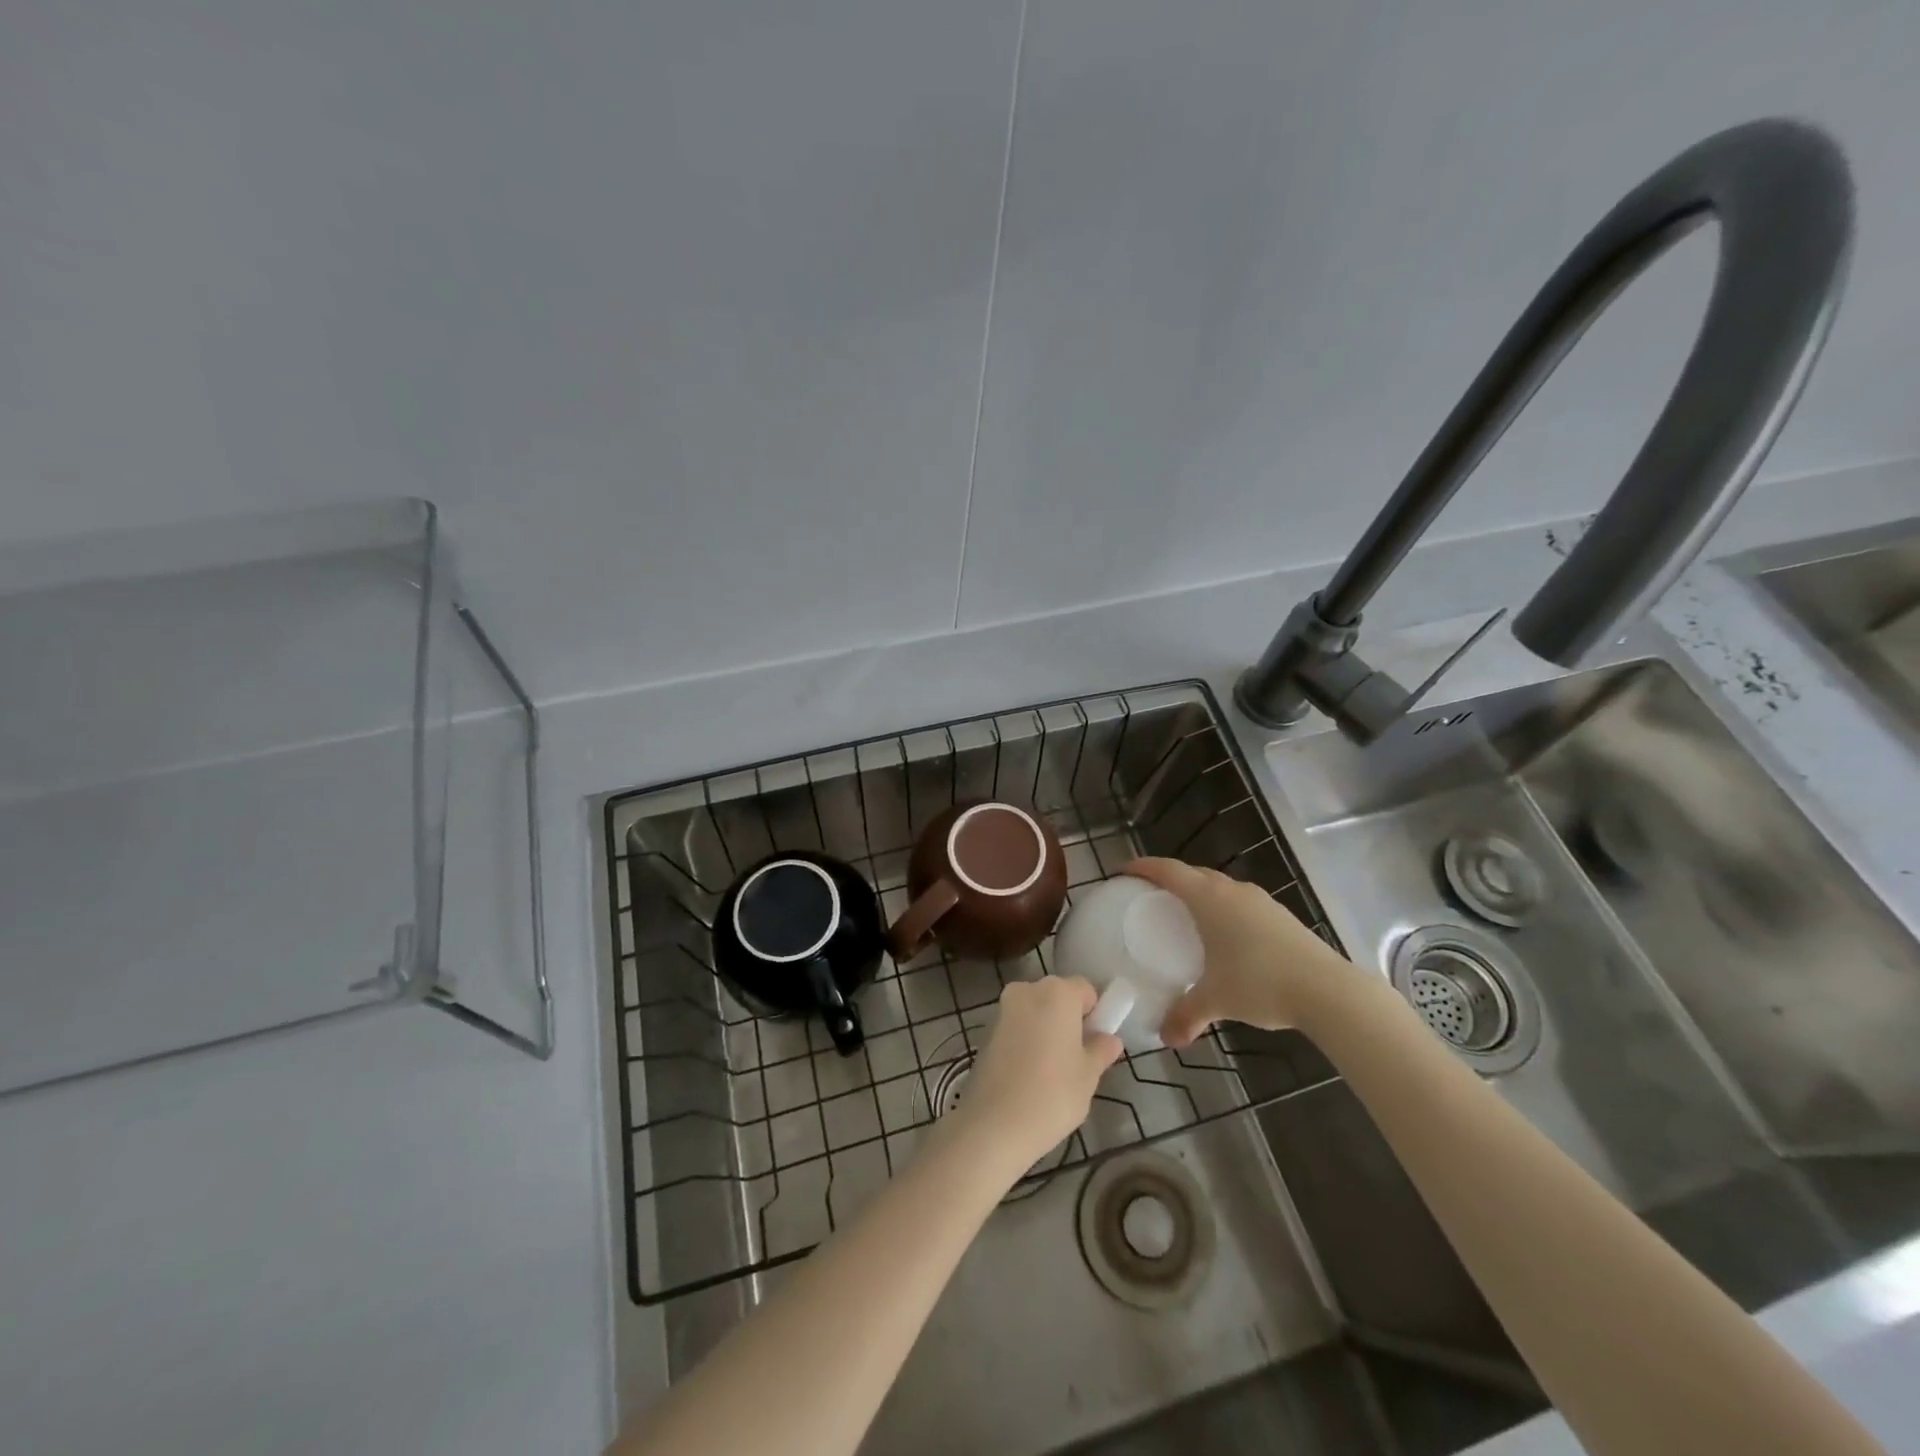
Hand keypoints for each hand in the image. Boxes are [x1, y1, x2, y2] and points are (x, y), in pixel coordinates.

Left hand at [953, 976, 1123, 1169]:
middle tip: (1077, 1058)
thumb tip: (1110, 1039)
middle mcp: (1027, 990)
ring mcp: (1003, 1008)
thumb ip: (1101, 1050)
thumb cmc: (1053, 1094)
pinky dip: (1026, 1039)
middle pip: (1058, 996)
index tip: (1096, 1043)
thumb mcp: (1088, 1075)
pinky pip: (1016, 1026)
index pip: (1085, 989)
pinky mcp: (986, 1029)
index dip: (1095, 1013)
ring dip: (1046, 1029)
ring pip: (1035, 1011)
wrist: (994, 1123)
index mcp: (1057, 992)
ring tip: (1052, 1071)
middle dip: (1069, 1019)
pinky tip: (1028, 1073)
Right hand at [1124, 857, 1351, 1046]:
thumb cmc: (1261, 983)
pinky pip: (1240, 903)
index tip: (1123, 871)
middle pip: (1193, 874)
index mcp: (1209, 899)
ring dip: (1200, 894)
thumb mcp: (1216, 1000)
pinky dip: (1223, 910)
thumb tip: (1166, 1037)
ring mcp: (1260, 901)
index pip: (1168, 871)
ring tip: (1187, 916)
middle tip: (1150, 896)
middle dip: (1170, 879)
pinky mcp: (1281, 916)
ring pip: (1220, 887)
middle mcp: (1232, 891)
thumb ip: (1186, 1015)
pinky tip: (1226, 938)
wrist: (1328, 990)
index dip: (1143, 867)